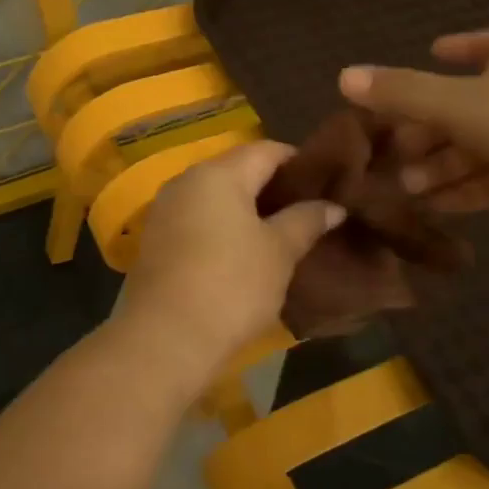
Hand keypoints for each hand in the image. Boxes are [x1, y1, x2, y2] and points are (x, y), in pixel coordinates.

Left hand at [110, 142, 342, 388]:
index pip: (267, 150)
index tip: (328, 184)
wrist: (165, 338)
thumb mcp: (279, 253)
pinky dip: (223, 229)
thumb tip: (332, 205)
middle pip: (238, 171)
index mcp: (218, 173)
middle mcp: (185, 182)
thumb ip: (306, 220)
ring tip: (282, 233)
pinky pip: (198, 222)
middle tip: (309, 211)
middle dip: (274, 188)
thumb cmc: (231, 285)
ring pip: (216, 199)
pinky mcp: (155, 242)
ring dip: (248, 211)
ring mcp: (165, 211)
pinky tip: (245, 253)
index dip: (301, 163)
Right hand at [338, 27, 488, 221]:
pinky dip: (464, 190)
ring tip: (405, 187)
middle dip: (428, 130)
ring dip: (440, 167)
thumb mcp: (457, 103)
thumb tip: (342, 77)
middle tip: (392, 152)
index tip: (432, 50)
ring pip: (477, 149)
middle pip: (467, 107)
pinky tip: (434, 206)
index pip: (484, 45)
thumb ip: (401, 93)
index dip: (457, 47)